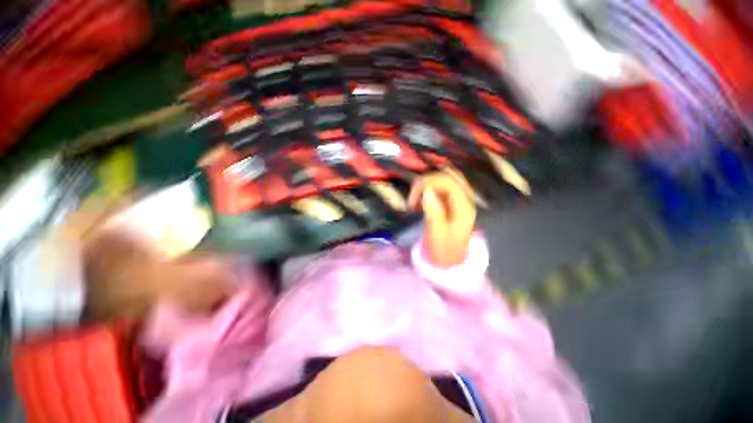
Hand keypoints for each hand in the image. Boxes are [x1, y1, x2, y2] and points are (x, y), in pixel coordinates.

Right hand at [408, 173, 475, 267]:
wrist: (450, 261)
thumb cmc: (443, 251)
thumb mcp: (437, 236)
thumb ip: (434, 214)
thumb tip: (427, 191)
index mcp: (463, 206)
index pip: (447, 182)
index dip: (427, 184)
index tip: (413, 199)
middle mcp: (464, 199)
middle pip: (444, 177)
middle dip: (424, 184)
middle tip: (411, 201)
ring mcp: (458, 199)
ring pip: (441, 180)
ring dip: (424, 186)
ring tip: (414, 202)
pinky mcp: (451, 202)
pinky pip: (438, 188)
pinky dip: (426, 191)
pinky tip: (419, 202)